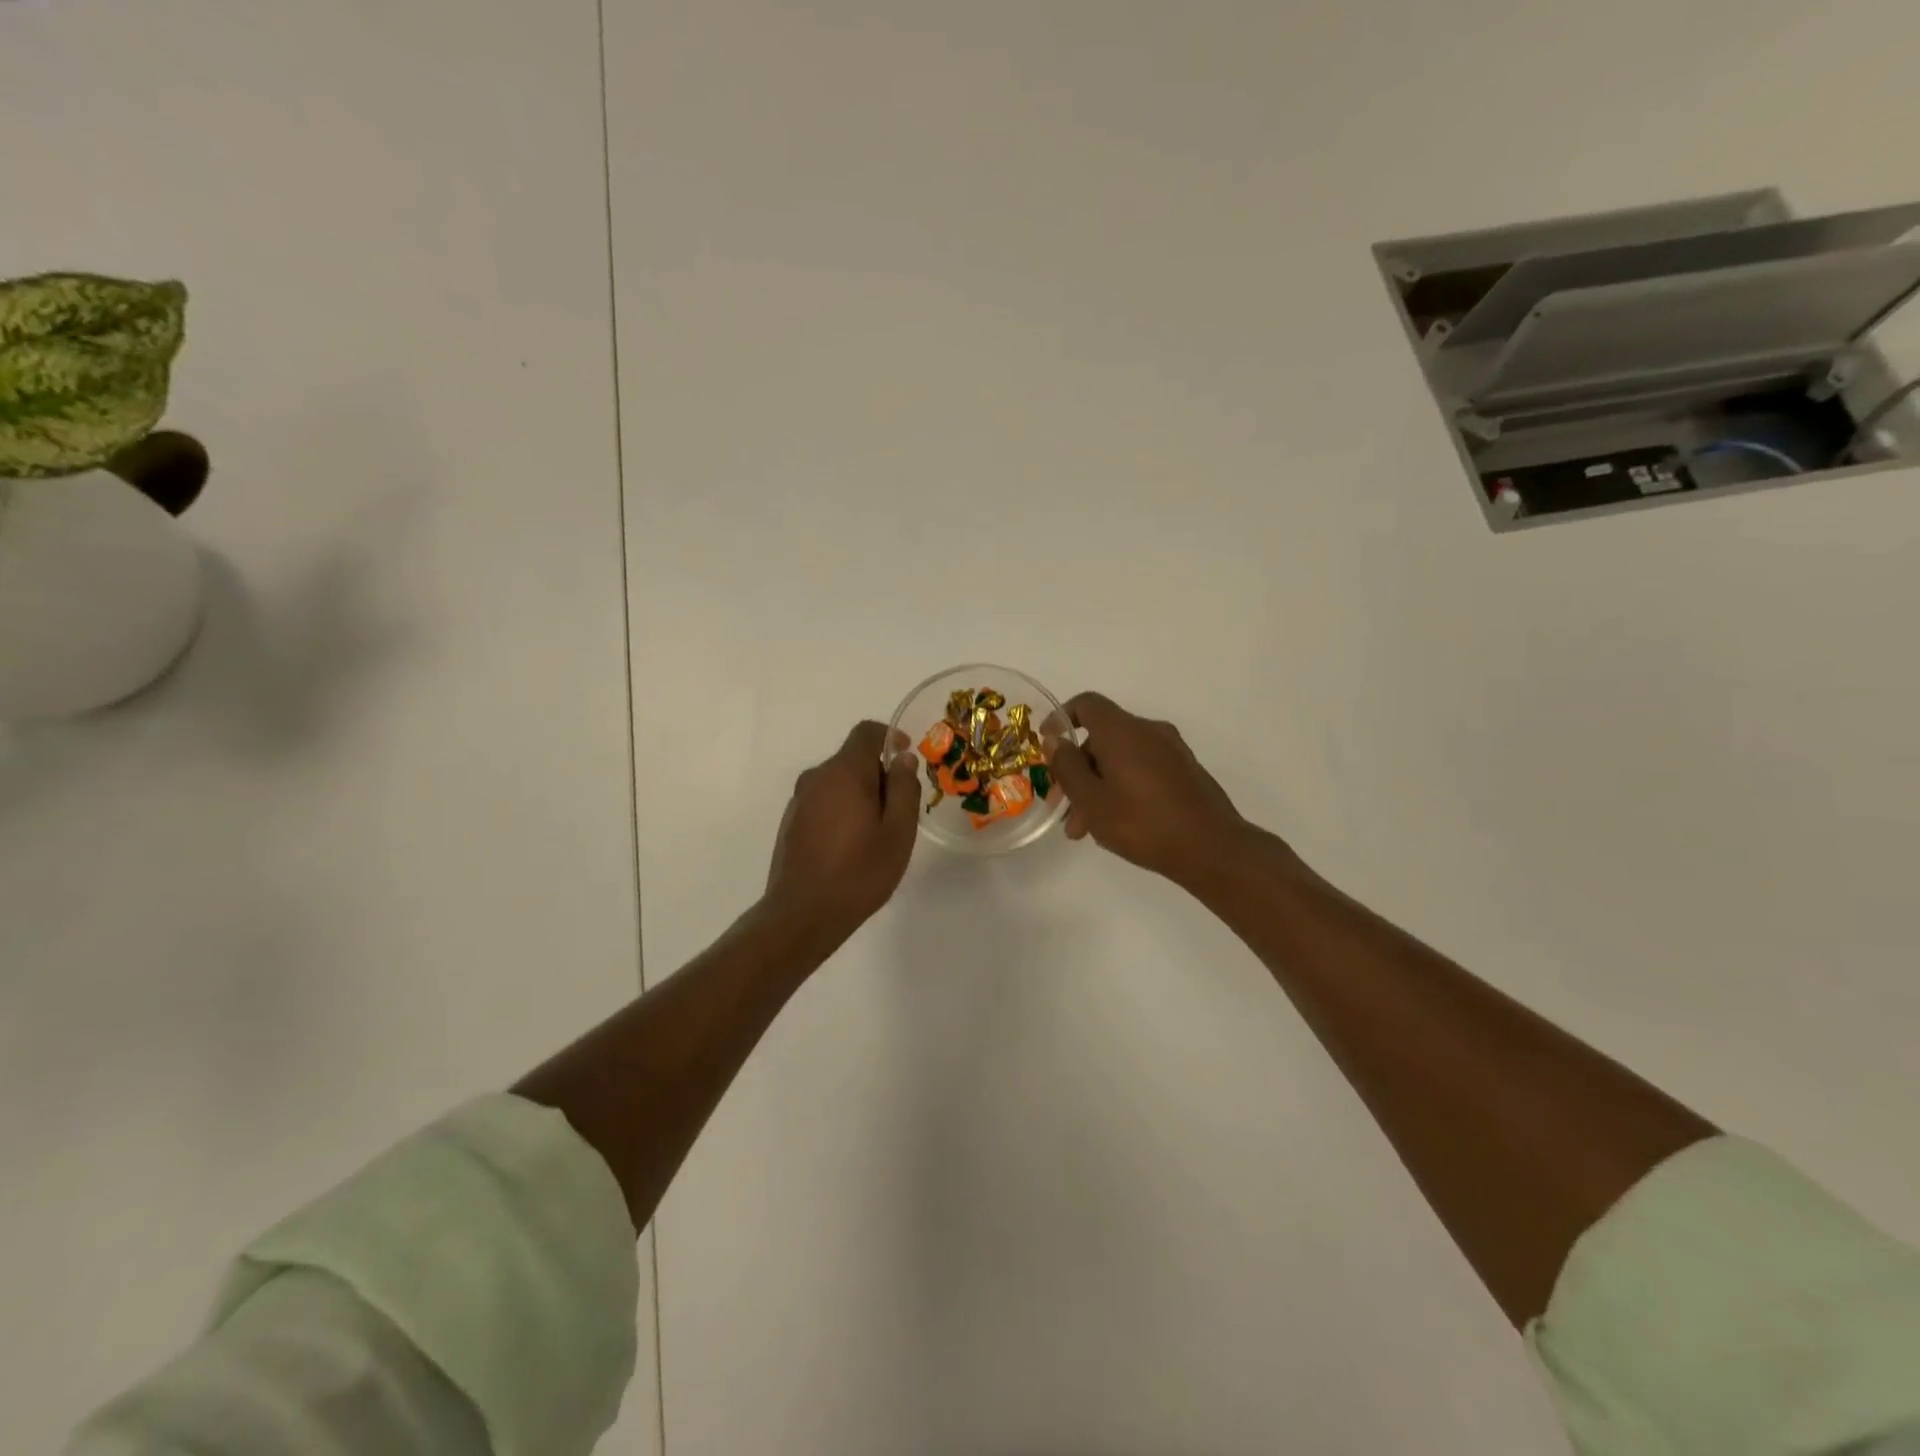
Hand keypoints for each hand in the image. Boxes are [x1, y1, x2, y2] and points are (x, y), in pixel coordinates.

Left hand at [766, 721, 920, 941]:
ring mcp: (799, 800)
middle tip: (899, 809)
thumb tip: (902, 758)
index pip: (866, 732)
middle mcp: (816, 777)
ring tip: (877, 833)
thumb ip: (903, 788)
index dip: (890, 736)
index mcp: (844, 772)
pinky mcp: (791, 822)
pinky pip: (823, 802)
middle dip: (879, 774)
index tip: (907, 756)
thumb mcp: (898, 831)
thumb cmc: (859, 872)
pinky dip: (842, 810)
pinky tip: (851, 846)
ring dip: (860, 794)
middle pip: (852, 759)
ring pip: (837, 782)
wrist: (802, 914)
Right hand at [1050, 692, 1253, 887]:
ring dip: (1098, 786)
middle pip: (1102, 738)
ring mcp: (1171, 751)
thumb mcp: (1091, 800)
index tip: (1047, 744)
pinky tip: (1117, 824)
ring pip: (1121, 759)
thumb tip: (1055, 739)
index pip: (1087, 704)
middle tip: (1064, 809)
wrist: (1212, 848)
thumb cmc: (1143, 823)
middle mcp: (1149, 731)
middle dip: (1077, 770)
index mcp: (1123, 731)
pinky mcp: (1185, 771)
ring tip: (1087, 829)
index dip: (1062, 718)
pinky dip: (1122, 787)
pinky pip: (1142, 769)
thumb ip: (1067, 766)